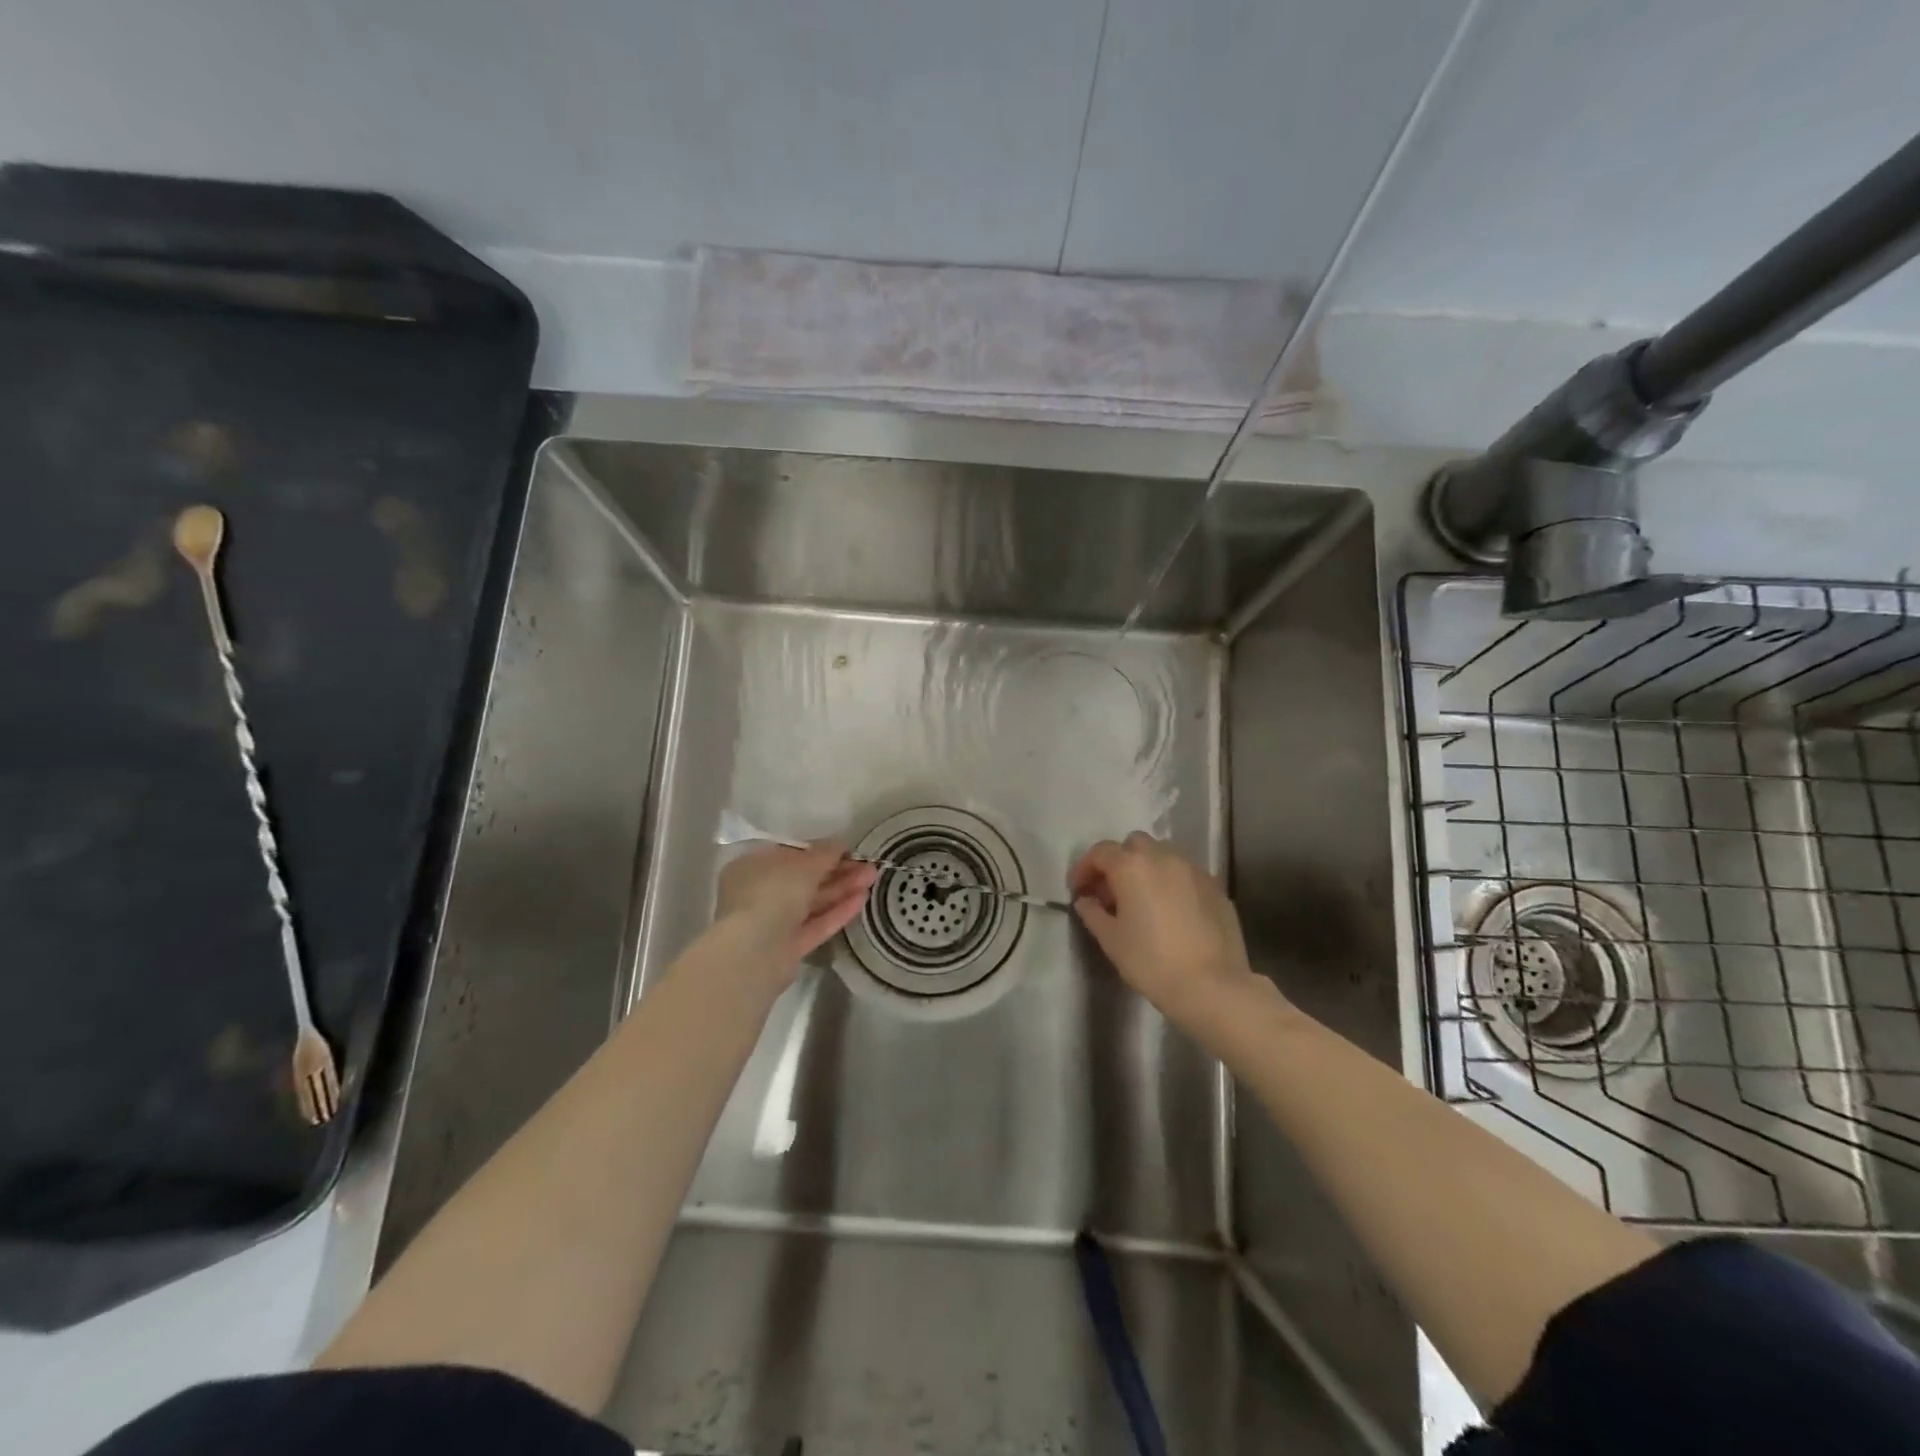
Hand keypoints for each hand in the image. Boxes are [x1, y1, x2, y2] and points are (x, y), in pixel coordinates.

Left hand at [716, 842, 877, 983]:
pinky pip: (815, 925)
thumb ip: (825, 853)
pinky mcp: (788, 947)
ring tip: (872, 878)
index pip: (791, 855)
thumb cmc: (772, 893)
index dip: (821, 851)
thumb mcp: (803, 865)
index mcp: (753, 867)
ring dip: (842, 889)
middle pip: (805, 879)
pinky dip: (837, 912)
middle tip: (868, 865)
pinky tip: (862, 900)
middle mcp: (760, 893)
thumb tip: (840, 843)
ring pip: (813, 902)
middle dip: (838, 871)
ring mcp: (773, 922)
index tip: (848, 850)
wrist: (754, 952)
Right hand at [1068, 832, 1272, 1032]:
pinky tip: (1171, 911)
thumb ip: (1093, 913)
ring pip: (1164, 855)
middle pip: (1134, 845)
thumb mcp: (1111, 940)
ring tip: (1143, 899)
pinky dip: (1172, 883)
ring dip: (1147, 868)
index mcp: (1132, 866)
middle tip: (1112, 891)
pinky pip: (1186, 874)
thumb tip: (1086, 900)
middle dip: (1119, 861)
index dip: (1085, 868)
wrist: (1212, 986)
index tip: (1079, 890)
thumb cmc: (1152, 962)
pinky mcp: (1216, 888)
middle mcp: (1163, 857)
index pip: (1100, 852)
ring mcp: (1194, 870)